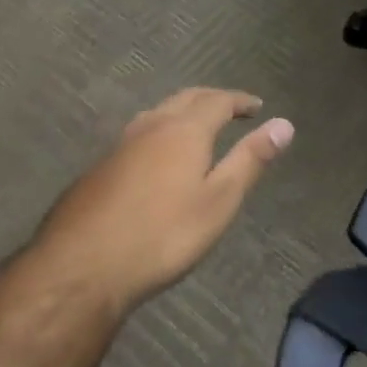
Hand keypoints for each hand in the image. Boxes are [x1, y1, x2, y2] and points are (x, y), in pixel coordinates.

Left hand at [40, 88, 293, 313]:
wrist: (80, 268)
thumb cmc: (163, 235)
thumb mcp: (219, 201)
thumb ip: (251, 160)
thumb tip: (285, 124)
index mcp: (185, 130)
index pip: (218, 101)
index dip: (240, 100)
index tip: (257, 106)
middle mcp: (151, 127)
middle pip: (185, 99)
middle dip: (212, 99)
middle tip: (231, 109)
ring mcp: (120, 146)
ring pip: (157, 113)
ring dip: (182, 111)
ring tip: (196, 126)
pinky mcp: (98, 169)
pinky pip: (138, 135)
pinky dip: (159, 132)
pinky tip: (155, 157)